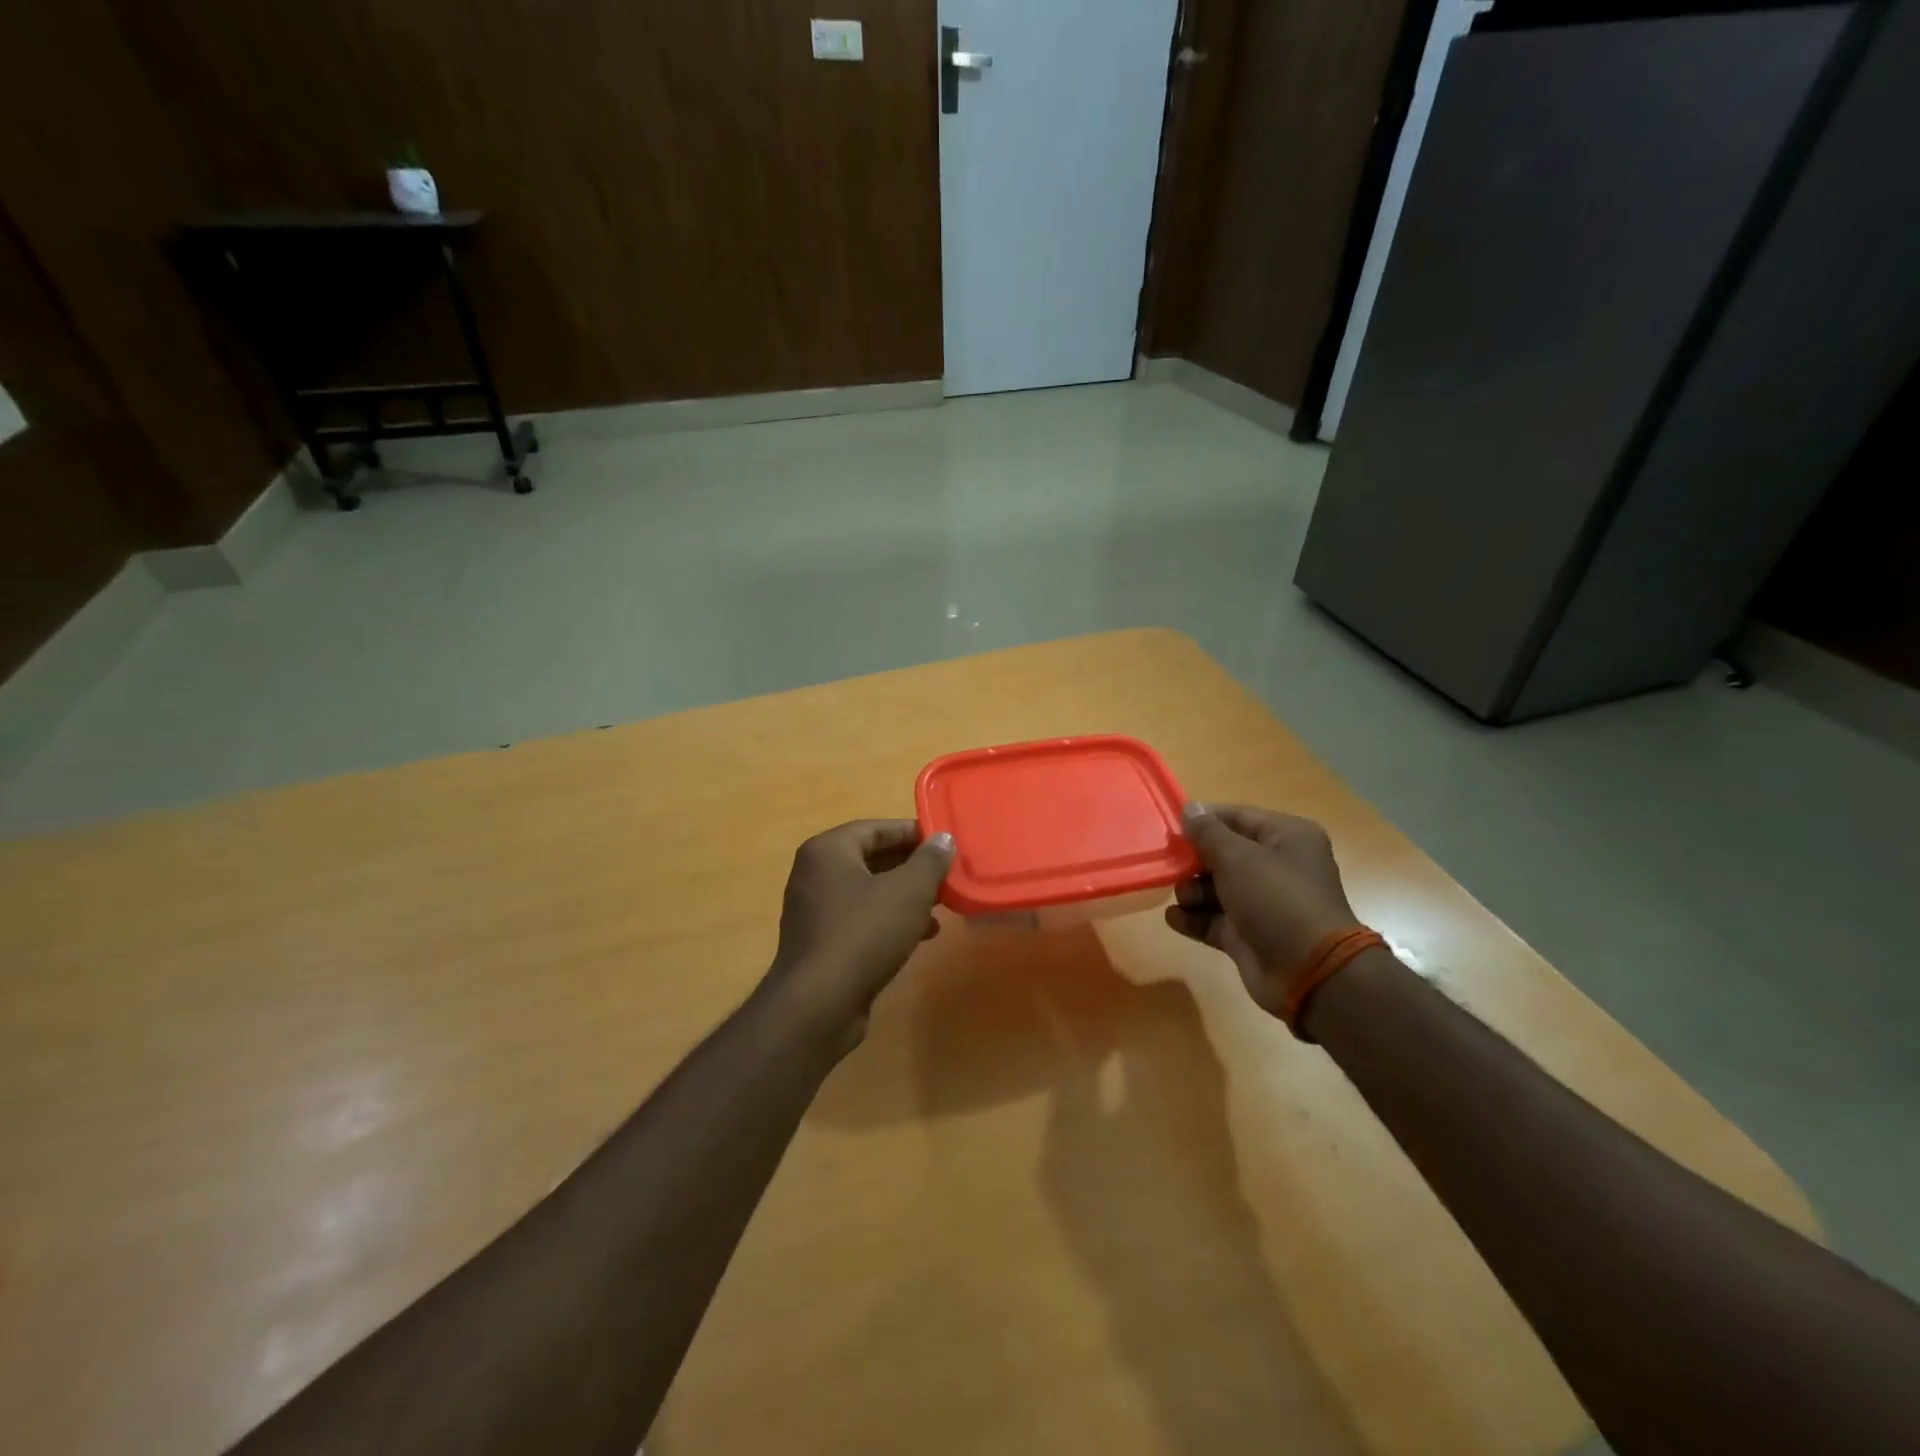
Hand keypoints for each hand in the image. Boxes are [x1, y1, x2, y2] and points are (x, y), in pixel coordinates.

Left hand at [763, 820, 955, 1045]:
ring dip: (905, 895)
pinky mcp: (821, 942)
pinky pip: (860, 918)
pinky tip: (921, 934)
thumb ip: (929, 860)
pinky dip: (889, 919)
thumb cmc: (864, 933)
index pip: (876, 828)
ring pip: (869, 891)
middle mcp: (815, 874)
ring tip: (942, 903)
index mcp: (828, 850)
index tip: (945, 843)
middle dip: (912, 866)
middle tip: (946, 873)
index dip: (913, 832)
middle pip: (872, 858)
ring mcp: (814, 910)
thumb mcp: (908, 891)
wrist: (819, 1004)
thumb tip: (943, 839)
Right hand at [1167, 803, 1363, 1017]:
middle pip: (1224, 854)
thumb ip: (1207, 832)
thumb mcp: (1237, 857)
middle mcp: (1278, 866)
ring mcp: (1263, 903)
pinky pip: (1214, 919)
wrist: (1309, 972)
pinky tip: (1175, 918)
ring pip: (1216, 888)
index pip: (1237, 817)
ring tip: (1183, 898)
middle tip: (1170, 866)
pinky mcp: (1249, 935)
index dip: (1204, 821)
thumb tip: (1190, 808)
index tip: (1171, 829)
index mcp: (1287, 837)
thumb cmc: (1276, 899)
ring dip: (1191, 891)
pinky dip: (1193, 918)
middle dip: (1194, 861)